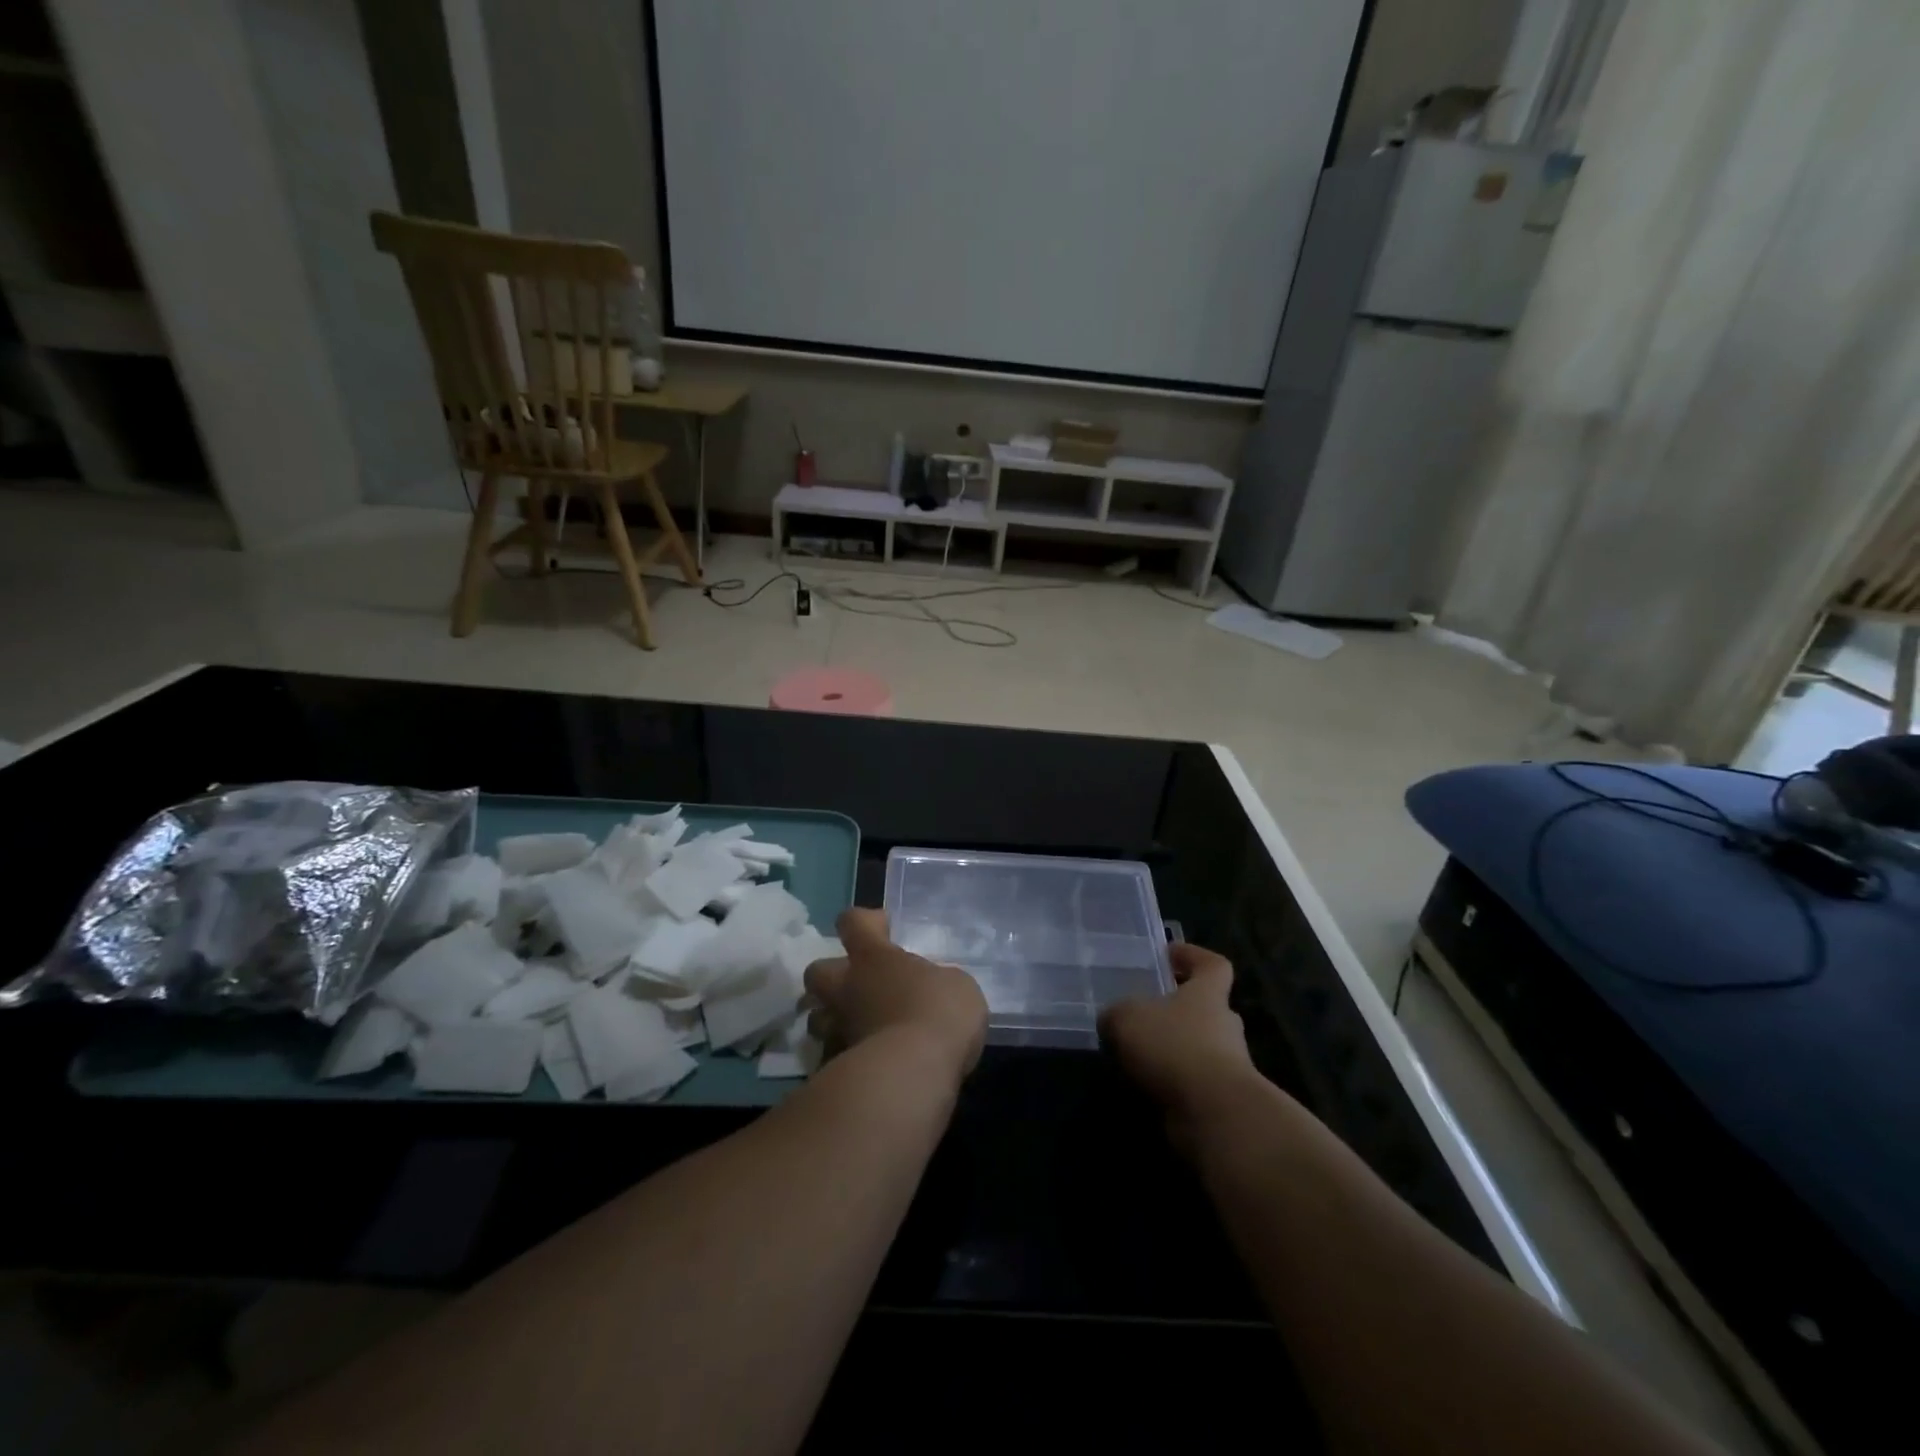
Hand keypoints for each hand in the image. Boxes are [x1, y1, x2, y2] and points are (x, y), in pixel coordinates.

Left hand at [804, 908, 988, 1083]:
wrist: (913, 1072)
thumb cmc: (938, 1011)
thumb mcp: (955, 985)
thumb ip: (936, 982)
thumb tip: (929, 991)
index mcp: (874, 957)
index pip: (853, 922)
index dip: (864, 921)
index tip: (883, 929)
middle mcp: (848, 987)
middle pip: (816, 971)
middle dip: (831, 974)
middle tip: (858, 984)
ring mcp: (839, 1028)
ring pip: (816, 1018)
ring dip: (832, 1019)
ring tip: (858, 1028)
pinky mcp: (838, 1067)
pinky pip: (833, 1057)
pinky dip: (846, 1057)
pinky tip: (868, 1065)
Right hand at [1099, 944, 1261, 1147]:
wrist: (1215, 1113)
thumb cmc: (1174, 1047)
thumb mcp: (1127, 1017)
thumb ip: (1117, 1014)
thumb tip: (1113, 1020)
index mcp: (1208, 994)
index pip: (1213, 965)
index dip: (1193, 956)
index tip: (1169, 955)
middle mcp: (1223, 1025)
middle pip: (1205, 1008)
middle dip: (1177, 1010)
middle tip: (1143, 1012)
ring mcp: (1228, 1065)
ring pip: (1197, 1047)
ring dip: (1171, 1050)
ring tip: (1133, 1054)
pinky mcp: (1221, 1100)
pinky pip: (1191, 1081)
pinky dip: (1170, 1082)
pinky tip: (1141, 1086)